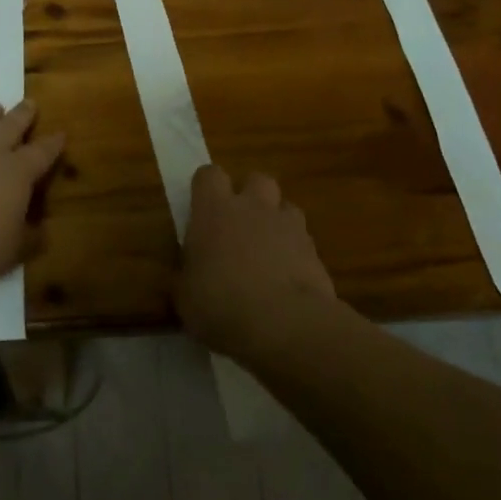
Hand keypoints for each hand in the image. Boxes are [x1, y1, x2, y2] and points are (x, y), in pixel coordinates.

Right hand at [176, 164, 346, 361]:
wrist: (284, 324)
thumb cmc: (221, 304)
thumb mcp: (185, 297)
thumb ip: (186, 276)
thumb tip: (187, 275)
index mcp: (214, 211)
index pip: (209, 175)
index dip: (206, 188)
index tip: (201, 209)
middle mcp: (253, 207)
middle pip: (256, 180)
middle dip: (249, 196)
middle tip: (238, 226)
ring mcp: (289, 226)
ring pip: (285, 207)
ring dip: (276, 222)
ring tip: (267, 252)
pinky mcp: (315, 251)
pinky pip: (303, 240)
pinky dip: (295, 253)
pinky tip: (287, 279)